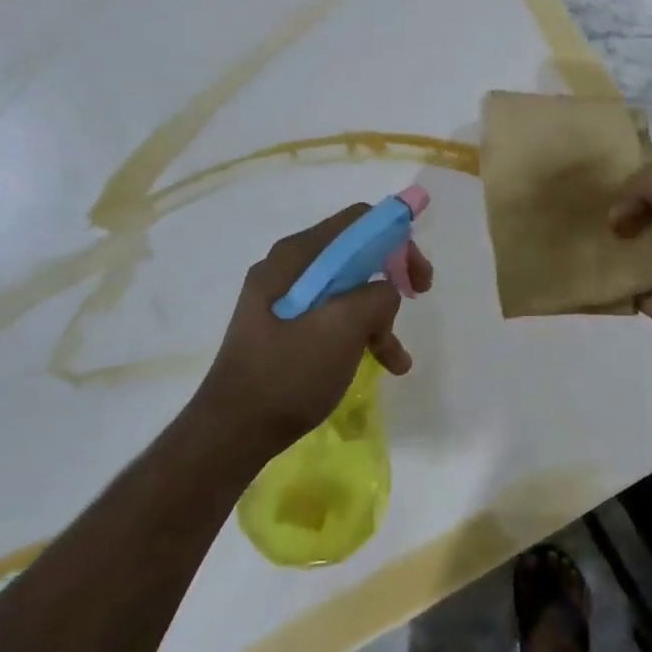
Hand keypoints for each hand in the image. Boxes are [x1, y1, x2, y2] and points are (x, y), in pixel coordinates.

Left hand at [197, 205, 434, 457]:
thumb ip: (376, 296)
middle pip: (356, 252)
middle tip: (418, 297)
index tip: (418, 275)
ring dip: (379, 315)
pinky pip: (333, 314)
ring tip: (396, 355)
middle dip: (392, 275)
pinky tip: (382, 363)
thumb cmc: (288, 373)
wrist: (233, 431)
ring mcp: (285, 297)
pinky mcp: (286, 326)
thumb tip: (384, 293)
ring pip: (349, 288)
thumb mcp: (343, 328)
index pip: (358, 220)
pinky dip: (360, 332)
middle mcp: (289, 267)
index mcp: (297, 256)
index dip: (397, 238)